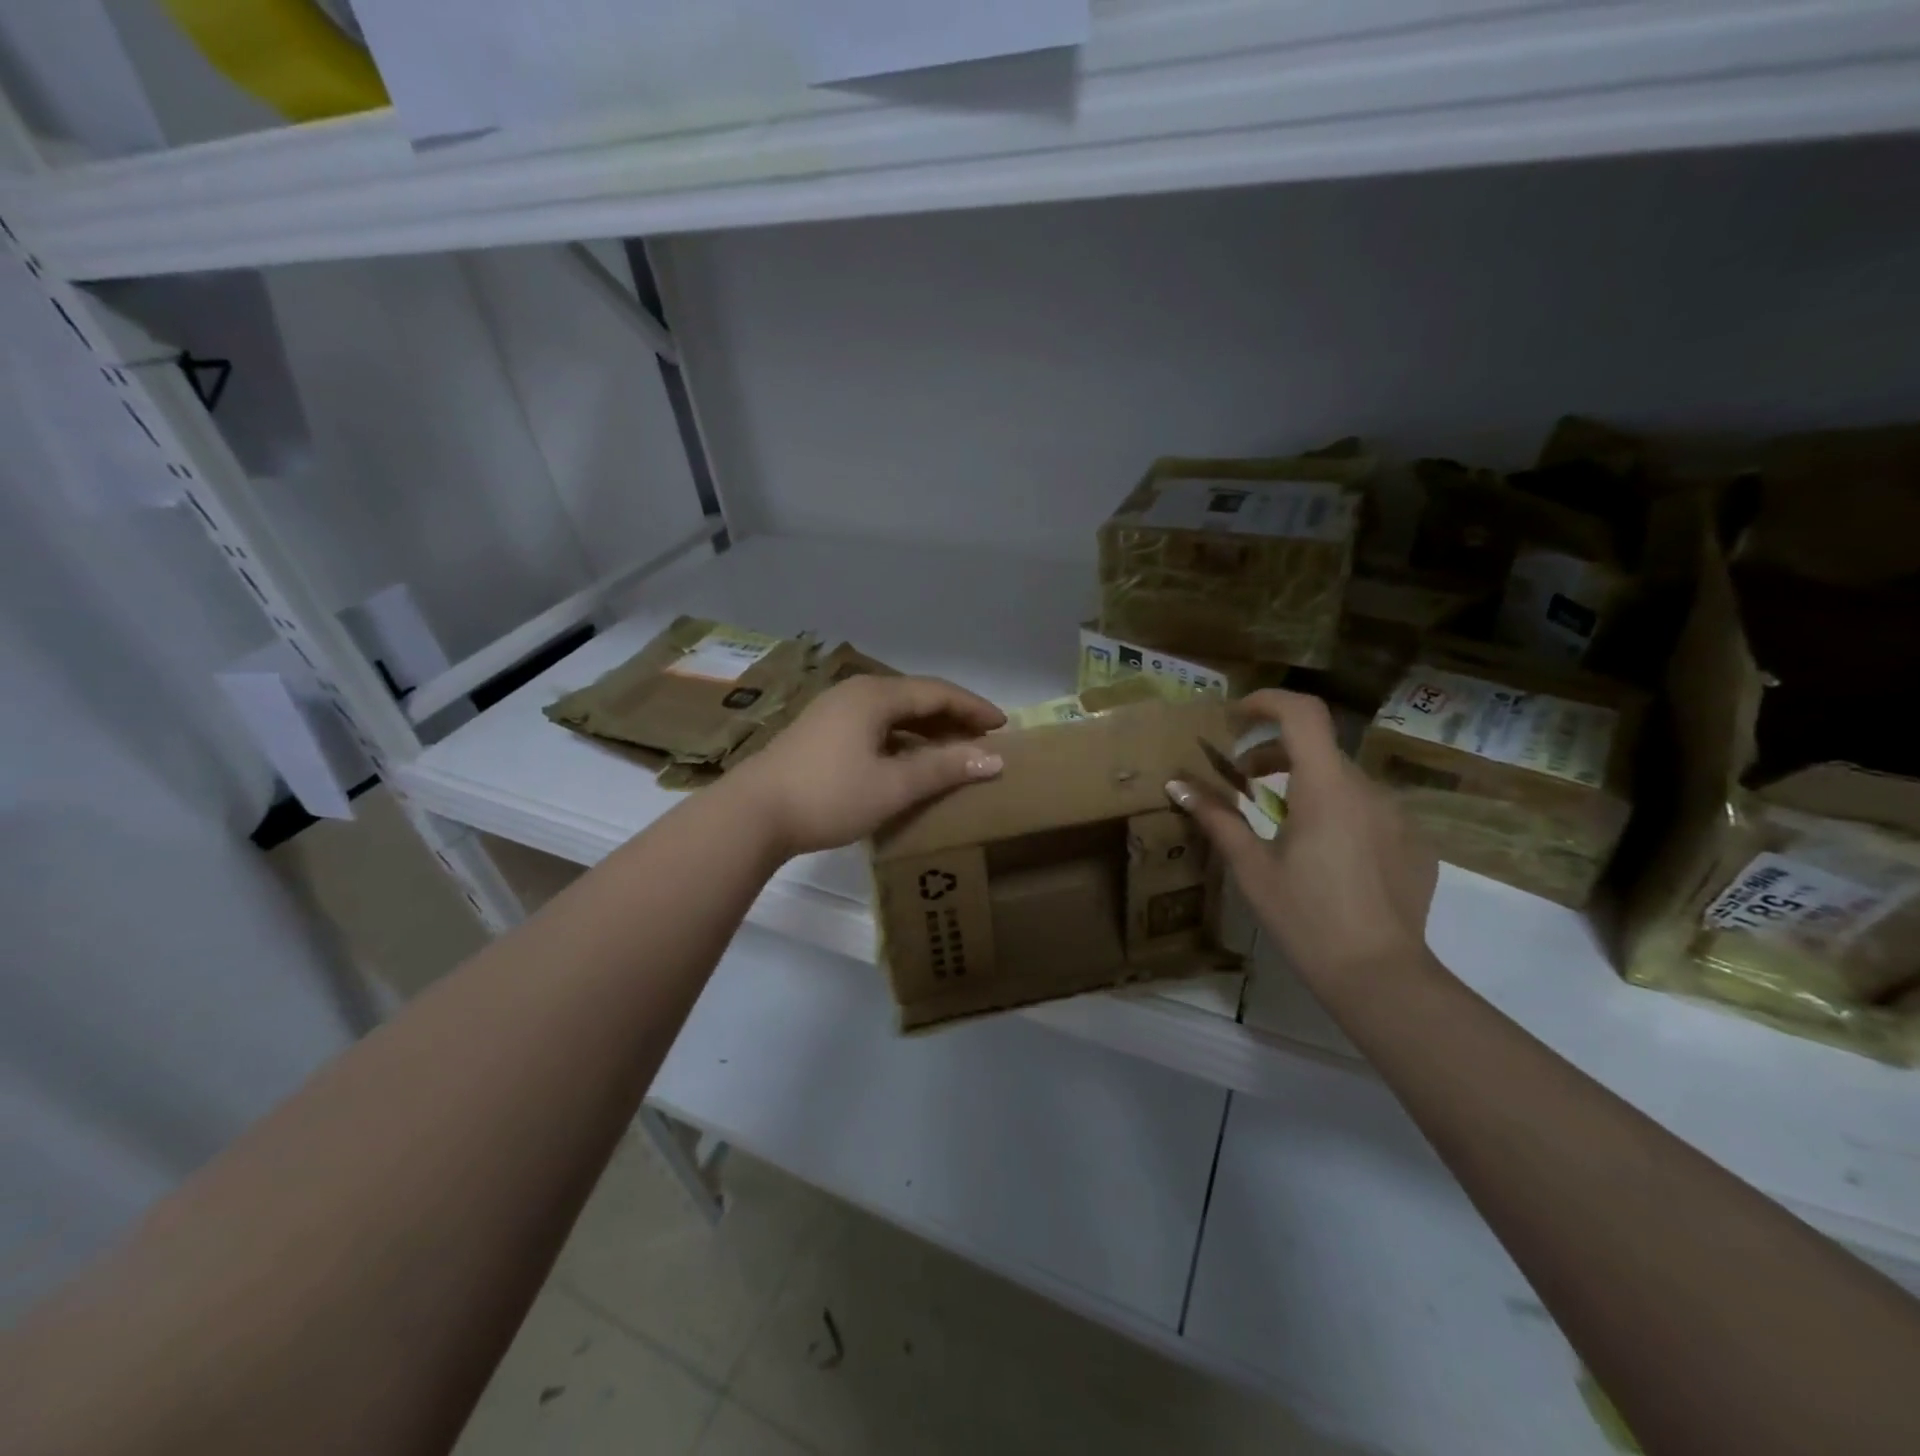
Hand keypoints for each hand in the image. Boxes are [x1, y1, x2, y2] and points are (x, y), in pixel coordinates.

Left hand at [729, 674, 1006, 856]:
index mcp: (874, 695)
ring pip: (894, 714)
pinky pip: (875, 726)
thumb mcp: (893, 785)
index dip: (973, 707)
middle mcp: (855, 693)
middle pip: (915, 698)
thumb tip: (993, 759)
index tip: (1004, 725)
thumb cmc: (829, 796)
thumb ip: (943, 768)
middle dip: (952, 717)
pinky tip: (911, 761)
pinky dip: (902, 740)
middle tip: (984, 738)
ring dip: (927, 730)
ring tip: (955, 751)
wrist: (752, 814)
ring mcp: (834, 711)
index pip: (937, 692)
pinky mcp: (821, 732)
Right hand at [1167, 689, 1437, 989]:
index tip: (1237, 718)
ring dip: (1306, 784)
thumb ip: (1217, 818)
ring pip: (1343, 780)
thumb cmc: (1304, 917)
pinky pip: (1369, 811)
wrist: (1379, 976)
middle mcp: (1368, 790)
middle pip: (1318, 747)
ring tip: (1280, 823)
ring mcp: (1398, 816)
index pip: (1303, 713)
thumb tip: (1177, 785)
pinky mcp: (1415, 844)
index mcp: (1326, 788)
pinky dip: (1338, 813)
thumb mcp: (1251, 867)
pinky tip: (1324, 859)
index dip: (1267, 702)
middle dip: (1274, 753)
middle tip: (1242, 783)